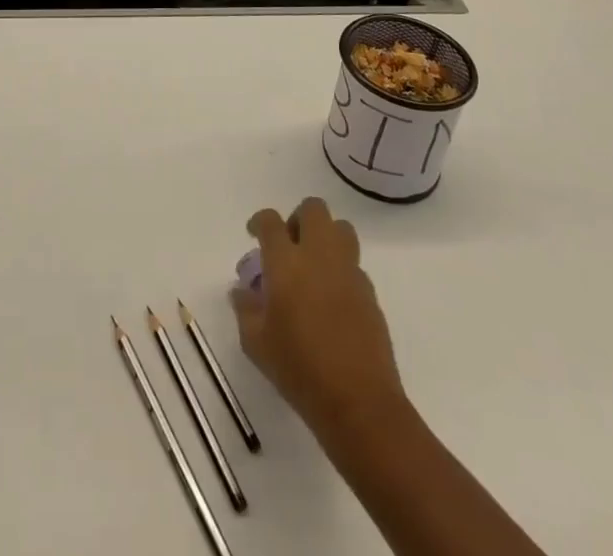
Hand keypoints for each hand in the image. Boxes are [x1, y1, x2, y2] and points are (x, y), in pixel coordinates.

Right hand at [231, 198, 410, 460]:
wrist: (359, 403)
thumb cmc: (299, 370)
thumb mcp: (256, 344)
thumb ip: (246, 309)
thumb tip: (242, 291)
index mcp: (286, 262)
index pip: (271, 221)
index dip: (259, 222)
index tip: (255, 235)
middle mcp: (319, 256)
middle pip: (313, 209)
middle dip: (298, 219)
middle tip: (289, 246)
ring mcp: (349, 272)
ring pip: (341, 228)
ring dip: (326, 236)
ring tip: (313, 265)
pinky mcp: (370, 293)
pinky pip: (354, 264)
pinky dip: (341, 269)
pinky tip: (332, 299)